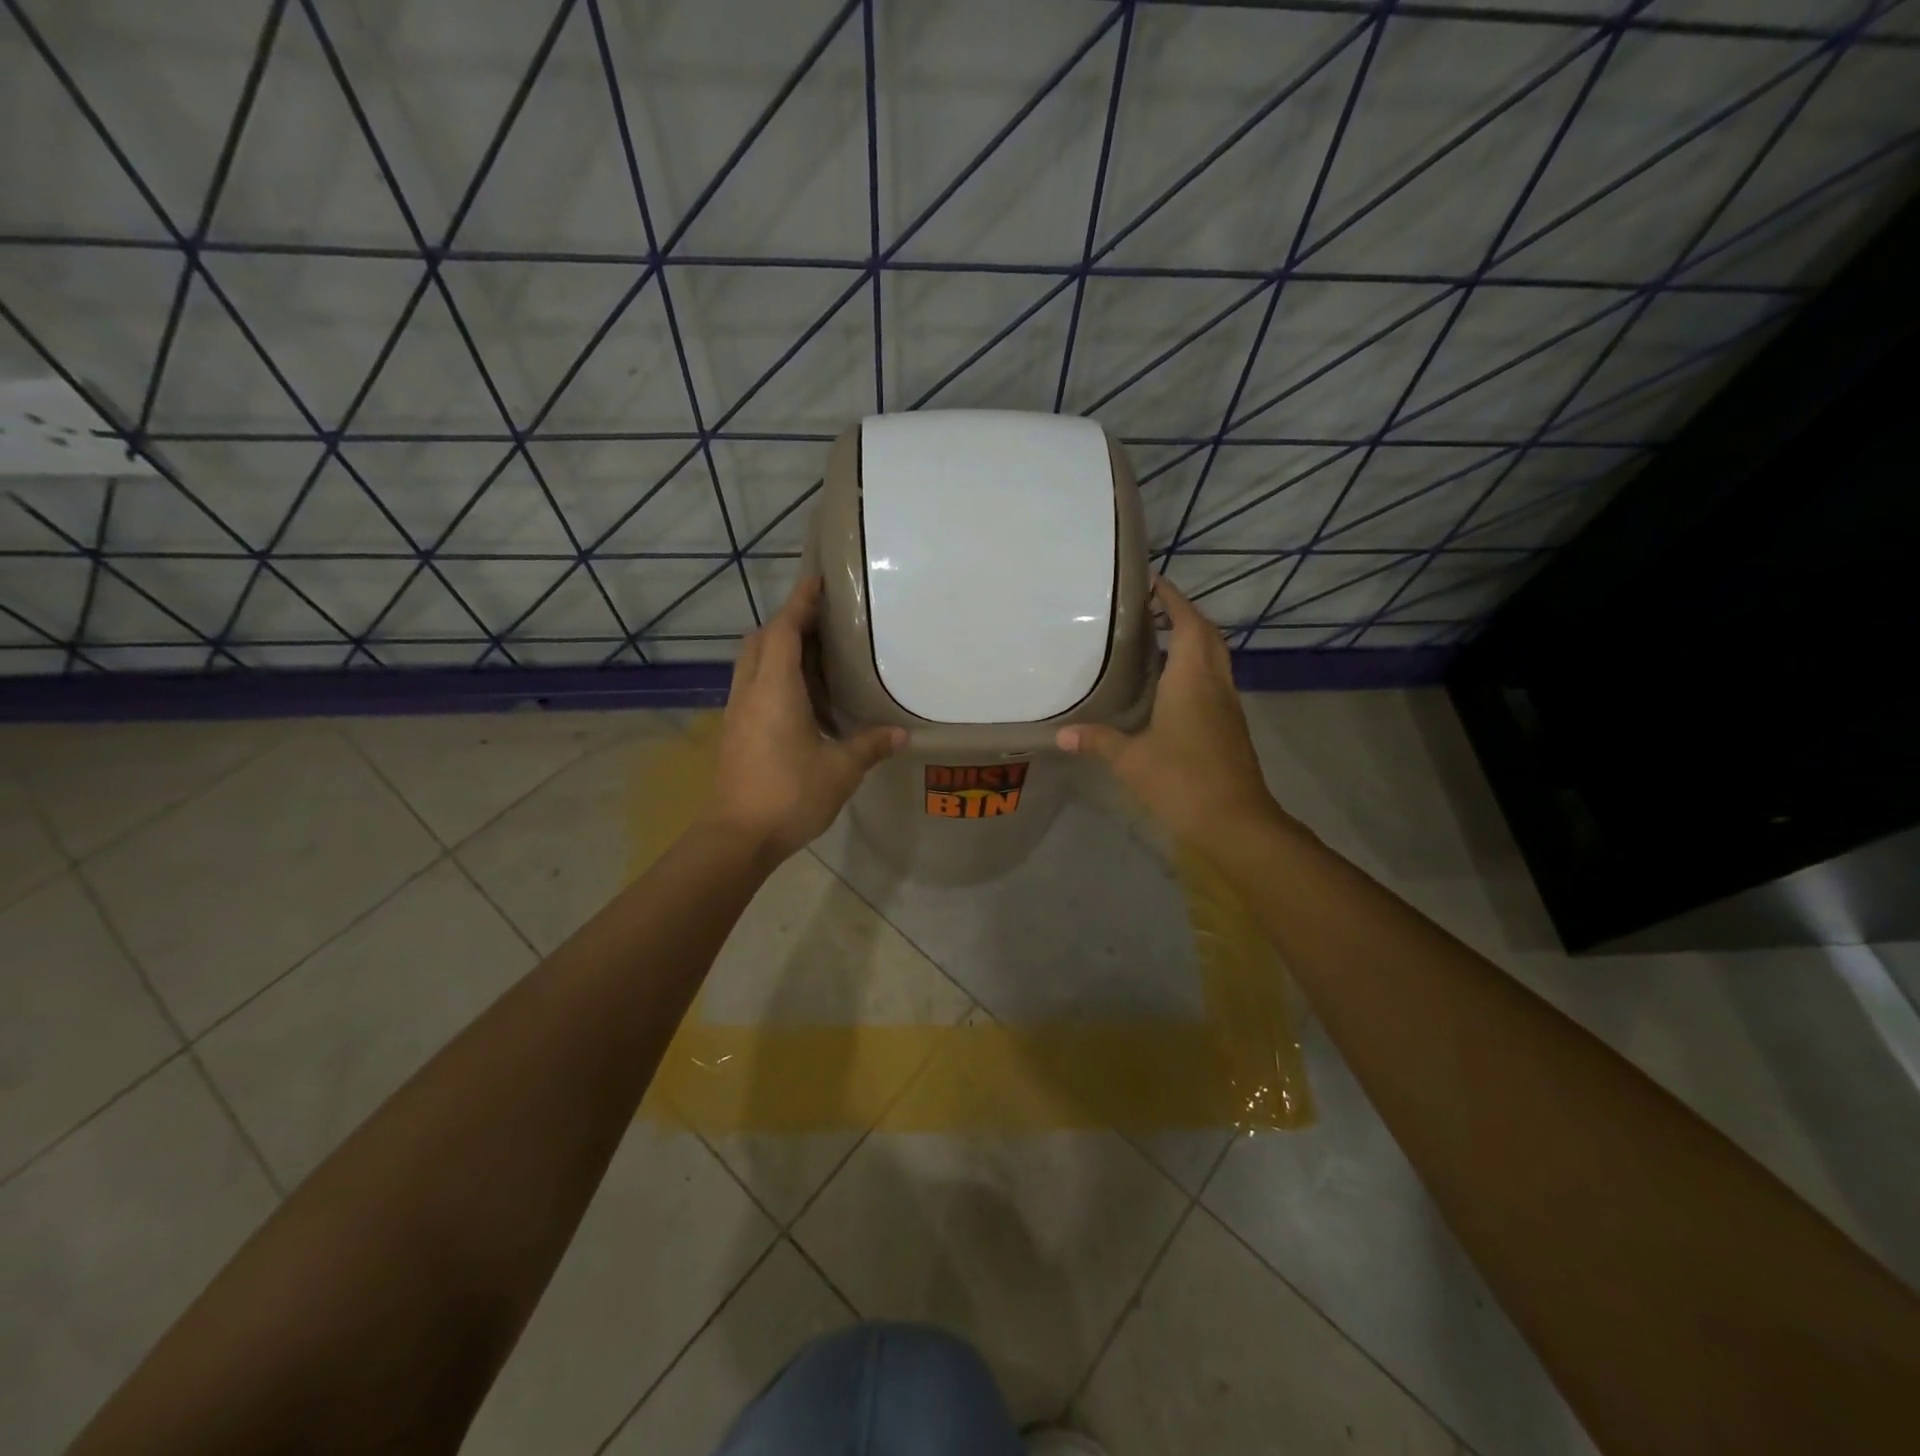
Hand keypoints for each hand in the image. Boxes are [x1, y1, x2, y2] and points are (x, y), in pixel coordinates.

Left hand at [700, 576, 904, 858]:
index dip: (800, 603)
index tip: (817, 580)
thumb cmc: (789, 795)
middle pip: (760, 640)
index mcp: (775, 689)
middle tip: (821, 621)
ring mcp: (737, 712)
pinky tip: (799, 697)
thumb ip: (870, 746)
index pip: (784, 630)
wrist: (736, 837)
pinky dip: (772, 675)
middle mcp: (750, 691)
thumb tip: (902, 734)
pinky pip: (752, 686)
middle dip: (787, 622)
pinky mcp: (734, 731)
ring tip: (814, 654)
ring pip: (752, 663)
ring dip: (777, 648)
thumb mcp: (840, 770)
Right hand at [1056, 575, 1278, 845]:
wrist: (1236, 820)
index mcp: (1191, 680)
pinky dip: (1196, 666)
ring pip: (1214, 657)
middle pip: (1207, 634)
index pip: (1187, 624)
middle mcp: (1214, 684)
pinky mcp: (1230, 725)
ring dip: (1193, 639)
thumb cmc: (1182, 780)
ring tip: (1158, 637)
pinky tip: (1171, 683)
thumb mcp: (1131, 760)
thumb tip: (1062, 734)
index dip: (1173, 599)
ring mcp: (1227, 705)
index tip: (1154, 580)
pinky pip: (1213, 679)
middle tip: (1152, 607)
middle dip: (1184, 613)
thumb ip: (1098, 741)